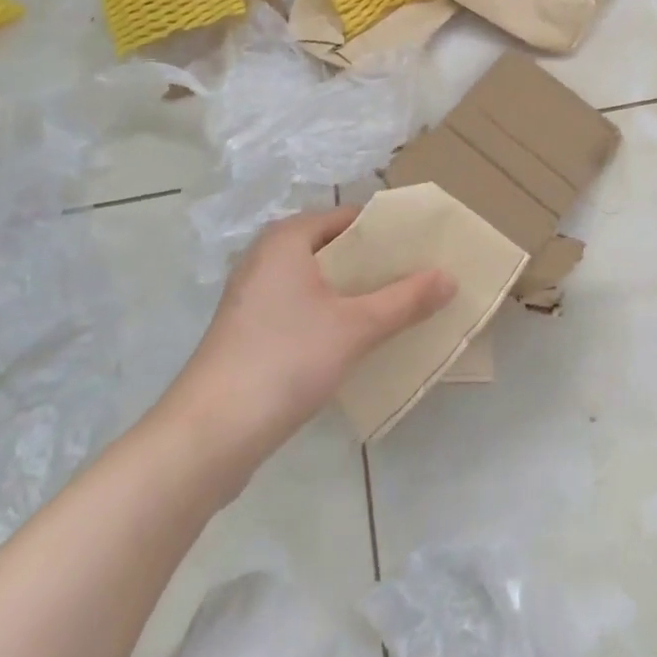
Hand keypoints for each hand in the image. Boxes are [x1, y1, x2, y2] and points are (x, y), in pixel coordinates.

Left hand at [152, 207, 453, 498]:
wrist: (206, 438)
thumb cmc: (284, 360)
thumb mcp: (356, 327)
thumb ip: (406, 300)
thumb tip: (450, 277)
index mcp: (287, 238)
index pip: (350, 217)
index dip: (389, 232)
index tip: (425, 248)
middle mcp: (267, 258)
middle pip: (336, 249)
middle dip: (377, 265)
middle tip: (421, 278)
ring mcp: (254, 297)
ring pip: (319, 282)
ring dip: (357, 294)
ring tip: (401, 307)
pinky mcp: (249, 333)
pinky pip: (303, 309)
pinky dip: (332, 316)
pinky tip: (360, 339)